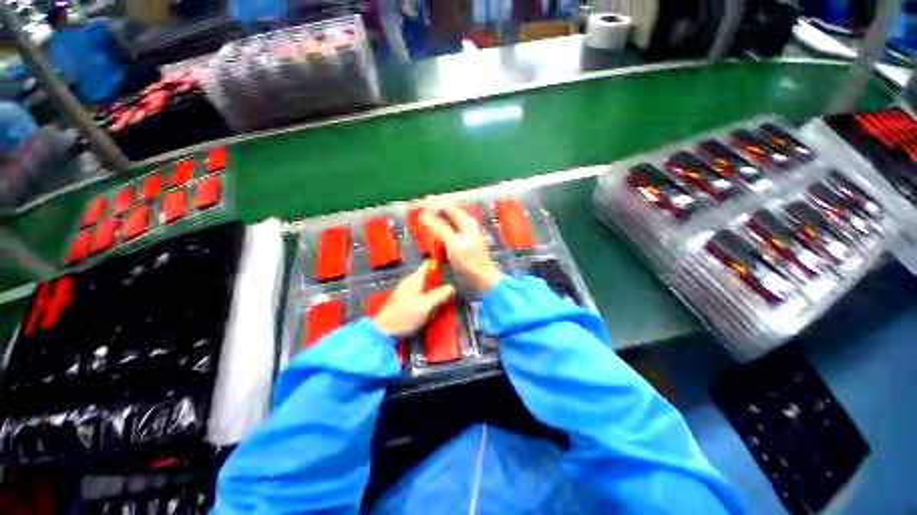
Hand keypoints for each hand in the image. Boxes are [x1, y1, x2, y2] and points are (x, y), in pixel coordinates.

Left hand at [372, 261, 455, 337]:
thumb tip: (453, 287)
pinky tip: (436, 308)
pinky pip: (423, 296)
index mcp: (415, 279)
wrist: (383, 332)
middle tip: (456, 287)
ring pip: (428, 288)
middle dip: (442, 281)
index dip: (441, 263)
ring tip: (449, 298)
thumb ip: (439, 295)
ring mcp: (408, 292)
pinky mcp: (407, 302)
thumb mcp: (425, 305)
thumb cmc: (404, 316)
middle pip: (430, 277)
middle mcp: (411, 282)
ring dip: (437, 293)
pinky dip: (431, 300)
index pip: (429, 264)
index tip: (454, 265)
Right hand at [420, 200, 502, 292]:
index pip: (447, 206)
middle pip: (446, 215)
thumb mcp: (453, 243)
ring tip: (420, 229)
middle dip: (432, 215)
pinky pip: (445, 237)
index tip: (418, 206)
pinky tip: (430, 242)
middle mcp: (465, 226)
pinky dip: (437, 238)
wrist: (482, 281)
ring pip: (445, 226)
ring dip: (433, 227)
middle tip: (416, 219)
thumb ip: (439, 228)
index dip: (433, 204)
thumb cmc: (469, 262)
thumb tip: (424, 214)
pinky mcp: (459, 247)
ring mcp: (462, 237)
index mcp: (466, 222)